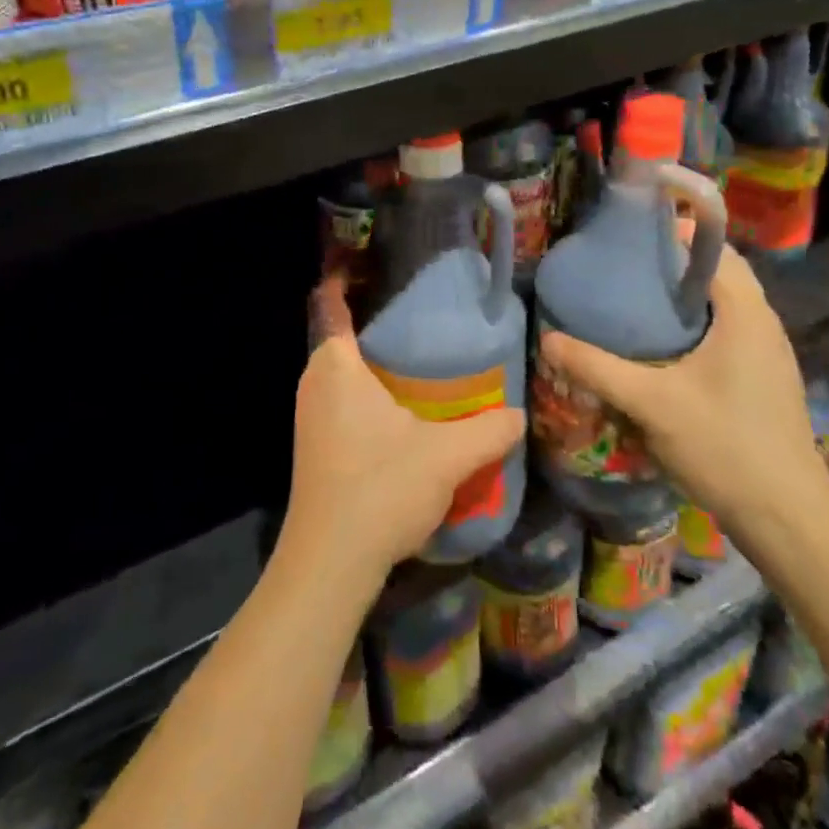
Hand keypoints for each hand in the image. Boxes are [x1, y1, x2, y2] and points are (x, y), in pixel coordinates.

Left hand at [282, 277, 525, 589]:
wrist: (329, 563)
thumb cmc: (381, 488)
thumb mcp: (446, 456)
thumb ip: (489, 430)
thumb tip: (519, 414)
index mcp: (336, 366)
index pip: (331, 303)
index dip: (345, 278)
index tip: (373, 265)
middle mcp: (314, 382)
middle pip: (340, 336)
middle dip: (375, 326)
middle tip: (422, 321)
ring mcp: (309, 416)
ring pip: (340, 373)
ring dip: (372, 366)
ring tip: (420, 364)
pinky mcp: (314, 446)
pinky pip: (339, 400)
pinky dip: (365, 395)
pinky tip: (401, 415)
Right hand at [539, 240, 828, 535]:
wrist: (789, 521)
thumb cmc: (725, 447)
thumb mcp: (651, 404)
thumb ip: (597, 368)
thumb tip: (548, 339)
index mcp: (745, 312)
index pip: (713, 247)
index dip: (672, 233)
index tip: (628, 237)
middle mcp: (763, 322)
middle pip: (718, 272)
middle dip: (673, 265)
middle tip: (624, 270)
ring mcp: (769, 352)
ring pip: (724, 303)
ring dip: (685, 295)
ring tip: (635, 301)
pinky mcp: (765, 378)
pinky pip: (728, 329)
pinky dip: (697, 323)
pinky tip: (663, 348)